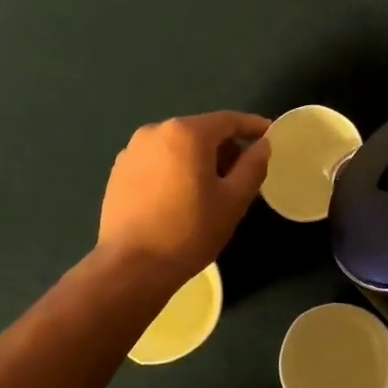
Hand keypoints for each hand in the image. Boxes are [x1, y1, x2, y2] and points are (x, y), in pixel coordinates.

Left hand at [98, 112, 270, 281]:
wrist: (131, 267)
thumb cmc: (190, 231)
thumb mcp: (233, 200)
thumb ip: (253, 166)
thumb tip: (262, 145)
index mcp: (186, 133)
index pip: (228, 120)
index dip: (252, 126)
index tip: (269, 134)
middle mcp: (155, 131)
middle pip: (200, 132)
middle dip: (224, 147)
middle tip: (241, 174)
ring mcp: (132, 151)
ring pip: (177, 146)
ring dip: (198, 159)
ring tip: (211, 189)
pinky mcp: (118, 171)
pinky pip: (157, 161)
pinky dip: (175, 169)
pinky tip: (180, 197)